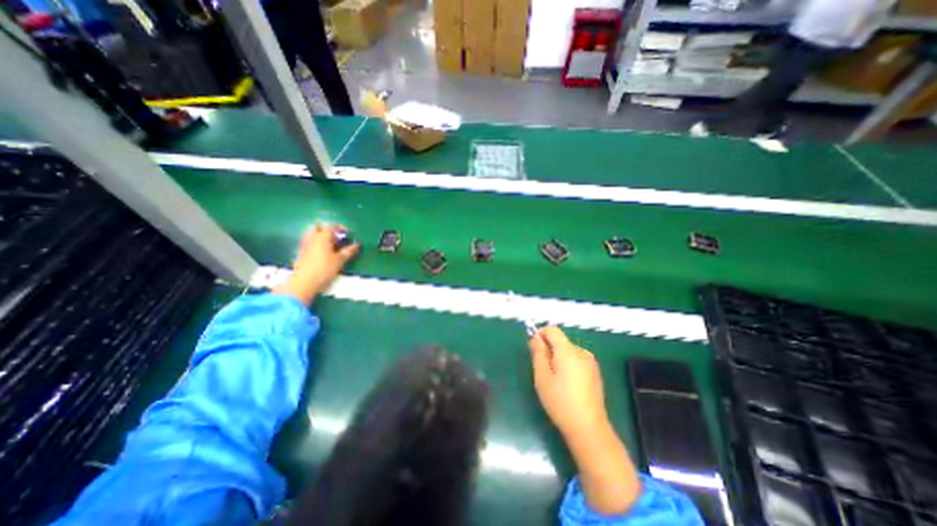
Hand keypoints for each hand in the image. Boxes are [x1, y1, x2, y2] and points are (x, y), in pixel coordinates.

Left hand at [273, 225, 358, 305]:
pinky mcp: (301, 253)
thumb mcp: (339, 260)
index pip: (331, 226)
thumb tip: (357, 245)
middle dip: (327, 229)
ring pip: (312, 234)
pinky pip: (310, 242)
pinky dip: (317, 243)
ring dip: (322, 236)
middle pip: (318, 227)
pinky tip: (324, 252)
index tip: (348, 233)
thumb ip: (348, 251)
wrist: (303, 283)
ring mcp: (304, 245)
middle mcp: (312, 238)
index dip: (341, 228)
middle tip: (337, 237)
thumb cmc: (324, 269)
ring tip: (332, 245)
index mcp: (322, 237)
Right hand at [529, 326, 612, 437]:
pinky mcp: (595, 372)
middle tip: (542, 370)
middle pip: (560, 341)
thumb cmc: (560, 401)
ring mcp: (590, 362)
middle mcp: (581, 352)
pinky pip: (576, 359)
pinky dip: (568, 364)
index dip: (540, 334)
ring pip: (568, 350)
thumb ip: (538, 352)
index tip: (534, 348)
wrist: (588, 428)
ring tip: (555, 379)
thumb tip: (535, 336)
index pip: (552, 330)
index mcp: (568, 351)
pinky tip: (567, 384)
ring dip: (558, 357)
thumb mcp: (542, 376)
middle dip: (549, 349)